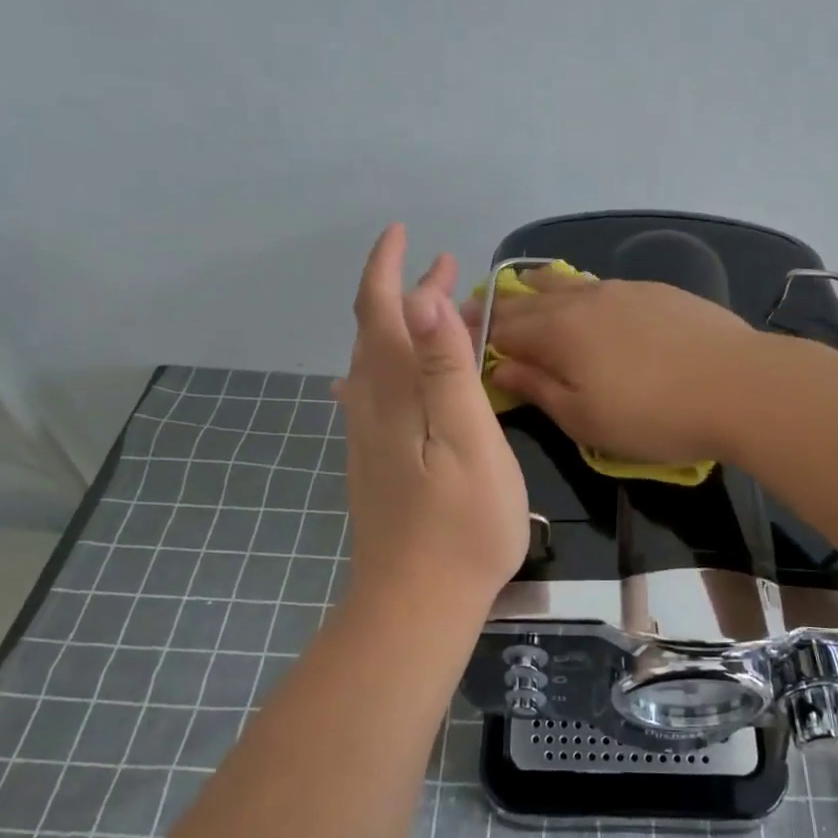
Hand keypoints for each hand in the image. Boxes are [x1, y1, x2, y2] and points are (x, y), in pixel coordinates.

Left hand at [337, 225, 527, 616]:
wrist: (416, 605)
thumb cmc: (460, 525)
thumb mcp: (469, 441)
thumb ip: (446, 370)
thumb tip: (424, 297)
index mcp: (395, 393)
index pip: (382, 311)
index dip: (388, 267)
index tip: (405, 233)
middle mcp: (371, 406)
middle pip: (376, 331)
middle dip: (403, 289)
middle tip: (443, 263)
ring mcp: (369, 437)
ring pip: (377, 362)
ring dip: (404, 325)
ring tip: (437, 308)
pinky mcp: (376, 462)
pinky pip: (379, 393)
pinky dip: (398, 363)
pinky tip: (401, 375)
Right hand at [465, 271, 761, 463]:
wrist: (739, 385)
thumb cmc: (654, 415)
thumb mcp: (585, 419)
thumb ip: (538, 388)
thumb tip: (499, 366)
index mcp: (558, 333)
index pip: (502, 327)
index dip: (475, 331)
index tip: (454, 333)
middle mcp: (583, 301)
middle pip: (529, 299)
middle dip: (500, 306)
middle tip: (478, 311)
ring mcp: (622, 290)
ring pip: (566, 283)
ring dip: (537, 290)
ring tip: (524, 292)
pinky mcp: (656, 291)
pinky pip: (601, 286)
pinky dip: (578, 292)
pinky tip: (586, 302)